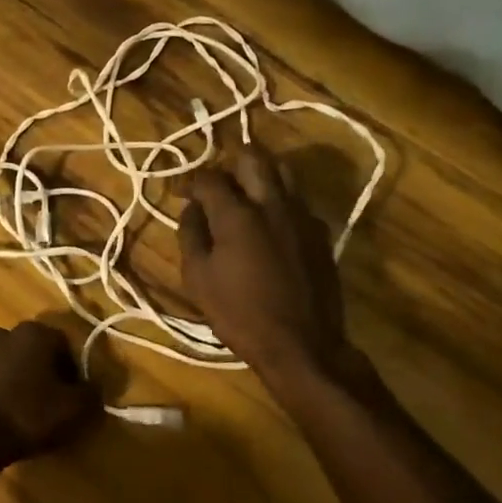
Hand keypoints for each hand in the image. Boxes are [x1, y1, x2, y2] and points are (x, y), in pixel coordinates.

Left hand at [0, 321, 102, 467]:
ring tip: (22, 414)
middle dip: (42, 372)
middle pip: (31, 352)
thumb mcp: (75, 410)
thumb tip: (93, 387)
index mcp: (33, 334)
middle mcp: (2, 334)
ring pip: (5, 365)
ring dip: (15, 382)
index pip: (63, 344)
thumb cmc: (28, 416)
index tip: (73, 395)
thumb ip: (92, 393)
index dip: (72, 370)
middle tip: (49, 403)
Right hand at [179, 146, 349, 381]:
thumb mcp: (198, 278)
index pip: (209, 178)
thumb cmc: (239, 314)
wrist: (301, 344)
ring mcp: (302, 215)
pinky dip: (279, 201)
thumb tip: (192, 209)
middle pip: (253, 158)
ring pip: (282, 172)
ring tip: (245, 195)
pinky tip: (270, 224)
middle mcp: (273, 203)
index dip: (190, 181)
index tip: (180, 193)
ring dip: (259, 175)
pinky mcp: (321, 232)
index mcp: (237, 214)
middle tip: (217, 182)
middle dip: (230, 162)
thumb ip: (191, 235)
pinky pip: (297, 200)